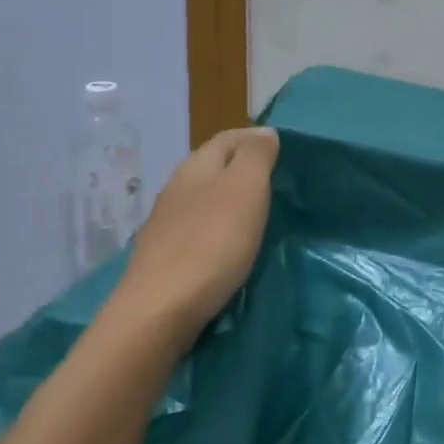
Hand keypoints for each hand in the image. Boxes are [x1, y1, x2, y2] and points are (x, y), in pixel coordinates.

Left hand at [114, 127, 278, 341]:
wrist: (158, 312)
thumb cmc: (211, 244)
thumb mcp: (245, 190)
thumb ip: (255, 156)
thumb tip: (264, 132)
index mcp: (195, 167)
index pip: (228, 138)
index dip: (255, 139)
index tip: (285, 151)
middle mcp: (176, 189)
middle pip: (214, 167)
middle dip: (244, 169)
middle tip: (279, 184)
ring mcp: (166, 225)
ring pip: (204, 200)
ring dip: (231, 202)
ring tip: (260, 216)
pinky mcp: (164, 258)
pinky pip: (198, 231)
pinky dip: (219, 230)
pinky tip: (231, 248)